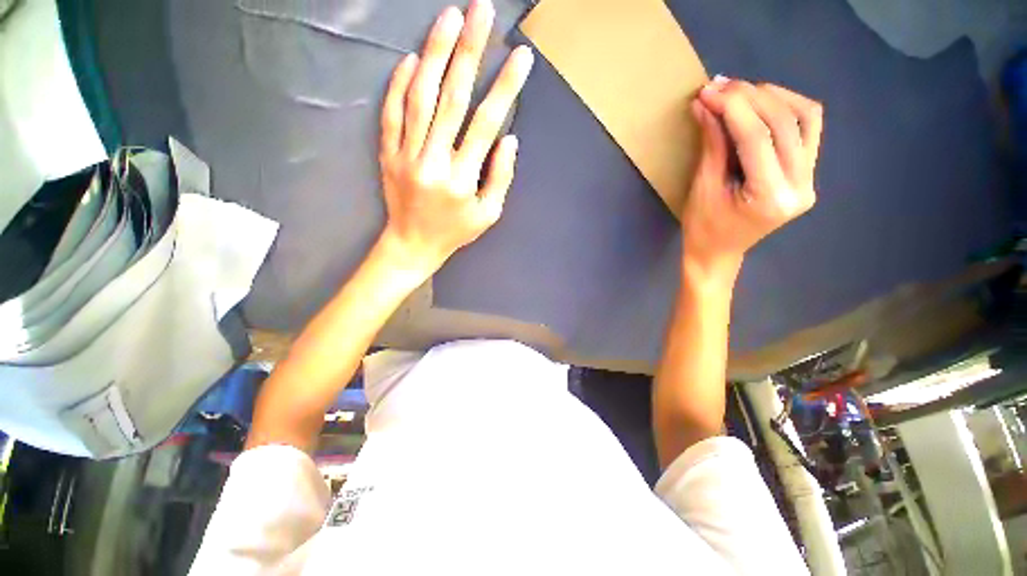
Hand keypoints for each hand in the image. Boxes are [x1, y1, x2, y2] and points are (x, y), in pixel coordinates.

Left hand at [377, 0, 533, 276]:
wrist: (412, 244)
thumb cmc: (455, 232)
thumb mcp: (488, 215)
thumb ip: (500, 177)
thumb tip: (508, 138)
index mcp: (462, 179)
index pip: (485, 124)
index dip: (505, 88)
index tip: (520, 57)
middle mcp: (433, 161)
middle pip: (452, 98)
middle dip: (469, 52)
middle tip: (480, 12)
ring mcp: (406, 154)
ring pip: (420, 97)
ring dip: (435, 54)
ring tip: (449, 19)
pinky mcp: (388, 153)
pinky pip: (392, 113)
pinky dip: (400, 83)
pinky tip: (411, 58)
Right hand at [682, 76, 822, 279]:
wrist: (719, 253)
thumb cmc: (703, 229)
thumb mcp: (703, 188)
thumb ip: (711, 144)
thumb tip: (706, 104)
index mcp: (770, 197)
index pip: (757, 138)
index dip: (733, 108)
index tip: (708, 91)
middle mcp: (801, 186)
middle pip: (785, 123)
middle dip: (751, 98)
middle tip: (720, 86)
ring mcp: (810, 179)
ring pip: (805, 118)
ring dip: (774, 97)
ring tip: (741, 92)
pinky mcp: (807, 173)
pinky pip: (807, 129)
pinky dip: (787, 108)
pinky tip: (763, 104)